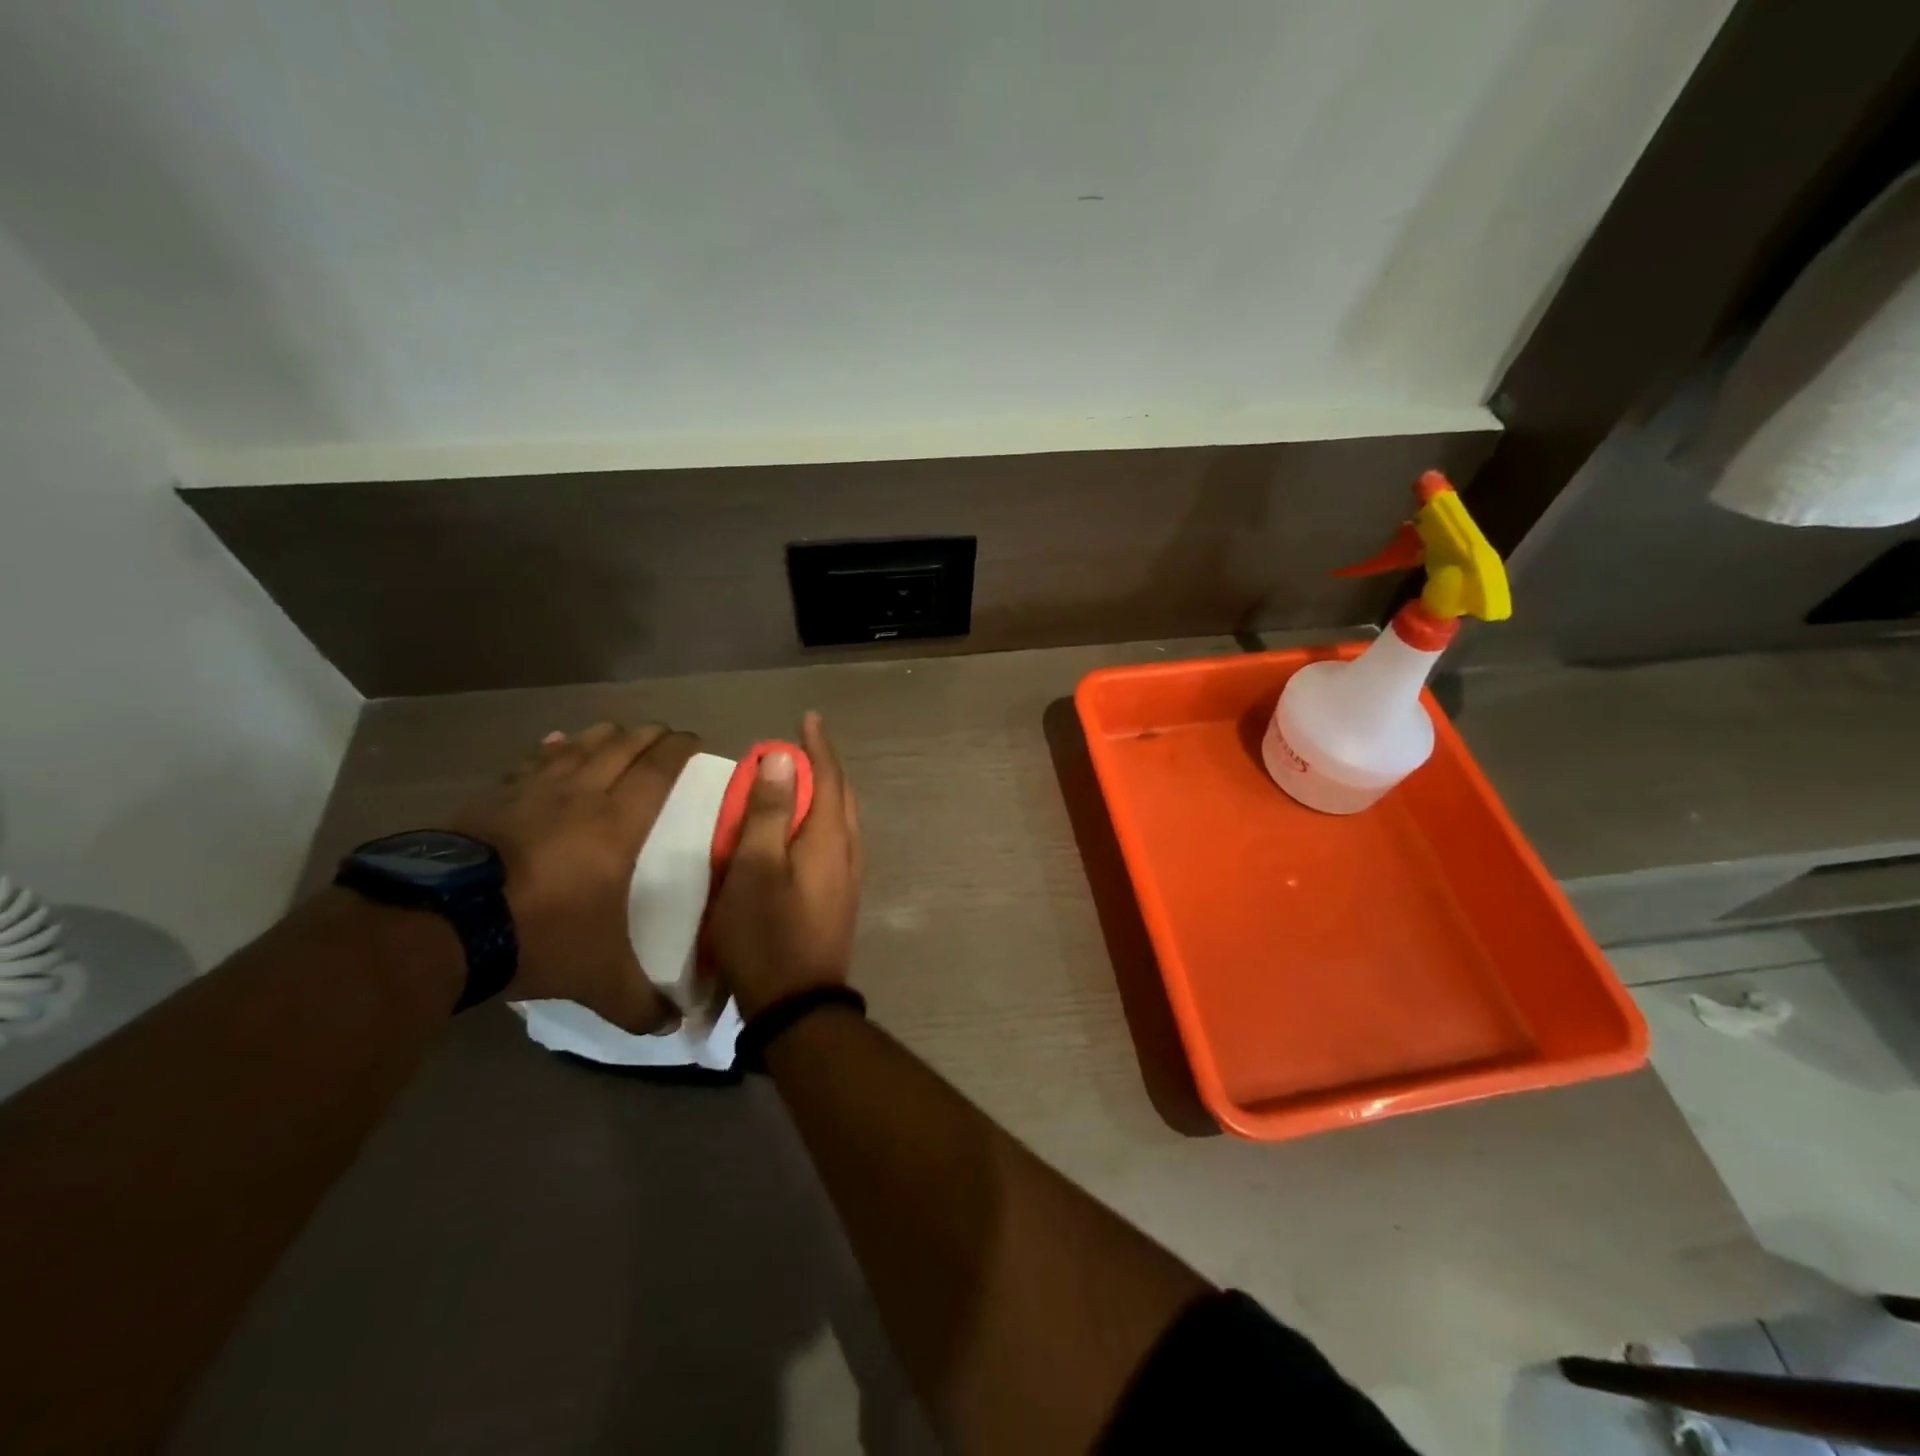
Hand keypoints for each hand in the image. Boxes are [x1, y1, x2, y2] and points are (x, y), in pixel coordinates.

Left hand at [453, 721, 698, 1031]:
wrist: (440, 923)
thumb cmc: (538, 934)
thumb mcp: (597, 977)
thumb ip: (639, 1002)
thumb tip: (675, 1028)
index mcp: (617, 824)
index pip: (658, 771)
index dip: (679, 750)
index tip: (695, 740)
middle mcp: (580, 795)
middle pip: (621, 747)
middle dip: (648, 736)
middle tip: (664, 733)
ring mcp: (531, 792)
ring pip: (578, 746)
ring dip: (603, 735)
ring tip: (617, 731)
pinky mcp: (491, 798)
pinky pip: (531, 762)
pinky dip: (551, 750)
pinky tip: (554, 744)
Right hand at [707, 713, 861, 1018]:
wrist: (798, 1004)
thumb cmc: (766, 933)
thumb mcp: (754, 868)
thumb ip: (768, 811)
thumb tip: (784, 758)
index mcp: (828, 838)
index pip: (829, 777)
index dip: (817, 746)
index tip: (808, 718)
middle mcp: (847, 851)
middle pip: (842, 795)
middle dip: (825, 765)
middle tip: (802, 745)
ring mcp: (848, 876)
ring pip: (843, 819)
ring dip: (826, 792)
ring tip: (803, 779)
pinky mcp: (841, 896)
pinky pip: (837, 840)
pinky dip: (823, 819)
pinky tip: (805, 829)